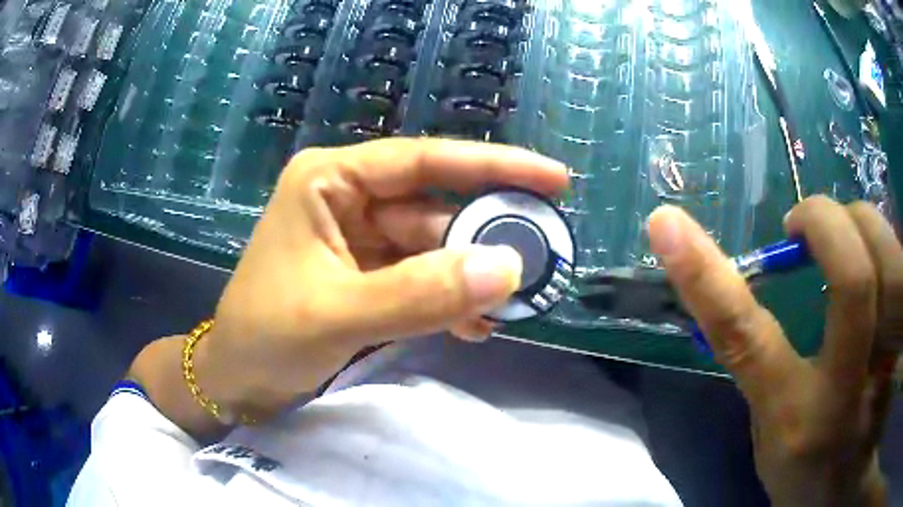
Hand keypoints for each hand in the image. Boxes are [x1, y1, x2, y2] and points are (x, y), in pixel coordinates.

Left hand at [198, 138, 567, 420]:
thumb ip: (420, 293)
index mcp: (331, 180)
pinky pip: (421, 278)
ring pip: (434, 247)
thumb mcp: (337, 313)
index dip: (492, 165)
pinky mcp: (367, 275)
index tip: (554, 179)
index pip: (423, 160)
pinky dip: (449, 300)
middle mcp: (349, 198)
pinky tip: (474, 327)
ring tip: (515, 303)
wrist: (237, 379)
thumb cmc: (265, 336)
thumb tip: (507, 269)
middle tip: (543, 254)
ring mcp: (359, 238)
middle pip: (435, 206)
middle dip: (487, 234)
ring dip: (471, 277)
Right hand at [649, 196, 901, 505]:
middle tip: (809, 223)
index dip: (708, 278)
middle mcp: (847, 398)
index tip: (667, 223)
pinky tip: (880, 263)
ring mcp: (887, 372)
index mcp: (795, 422)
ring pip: (891, 264)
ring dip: (863, 225)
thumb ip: (768, 358)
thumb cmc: (806, 466)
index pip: (747, 340)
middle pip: (855, 281)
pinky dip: (888, 248)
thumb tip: (742, 276)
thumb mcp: (773, 428)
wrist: (842, 490)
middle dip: (828, 223)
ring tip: (848, 235)